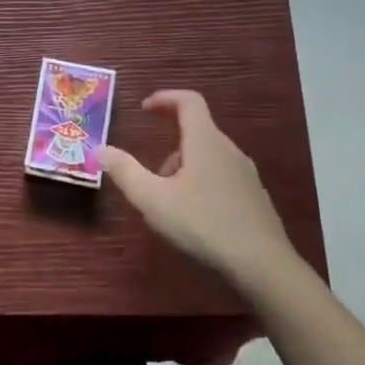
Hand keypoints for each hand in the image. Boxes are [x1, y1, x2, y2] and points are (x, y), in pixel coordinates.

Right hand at [99, 90, 300, 293]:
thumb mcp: (153, 199)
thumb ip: (125, 171)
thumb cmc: (203, 224)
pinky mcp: (255, 198)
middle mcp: (229, 150)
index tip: (144, 109)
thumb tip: (101, 149)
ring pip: (209, 156)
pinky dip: (202, 183)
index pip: (188, 101)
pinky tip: (196, 217)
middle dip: (169, 144)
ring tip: (169, 201)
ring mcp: (246, 174)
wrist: (263, 266)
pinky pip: (223, 177)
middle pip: (197, 131)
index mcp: (205, 141)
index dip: (164, 98)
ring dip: (185, 167)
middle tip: (150, 174)